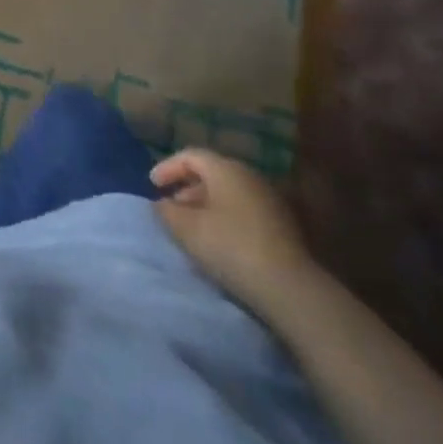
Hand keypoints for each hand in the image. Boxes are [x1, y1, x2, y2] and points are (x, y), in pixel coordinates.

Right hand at [151, 148, 318, 320]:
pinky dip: (225, 216)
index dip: (167, 167)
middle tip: (171, 206)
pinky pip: (244, 209)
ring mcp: (269, 199)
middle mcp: (249, 175)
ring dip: (206, 204)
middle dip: (187, 187)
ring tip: (192, 225)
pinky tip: (219, 238)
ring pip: (229, 192)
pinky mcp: (282, 223)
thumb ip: (167, 211)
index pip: (190, 156)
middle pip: (211, 172)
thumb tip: (162, 203)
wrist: (290, 288)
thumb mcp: (187, 229)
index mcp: (225, 168)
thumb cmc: (231, 247)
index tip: (152, 185)